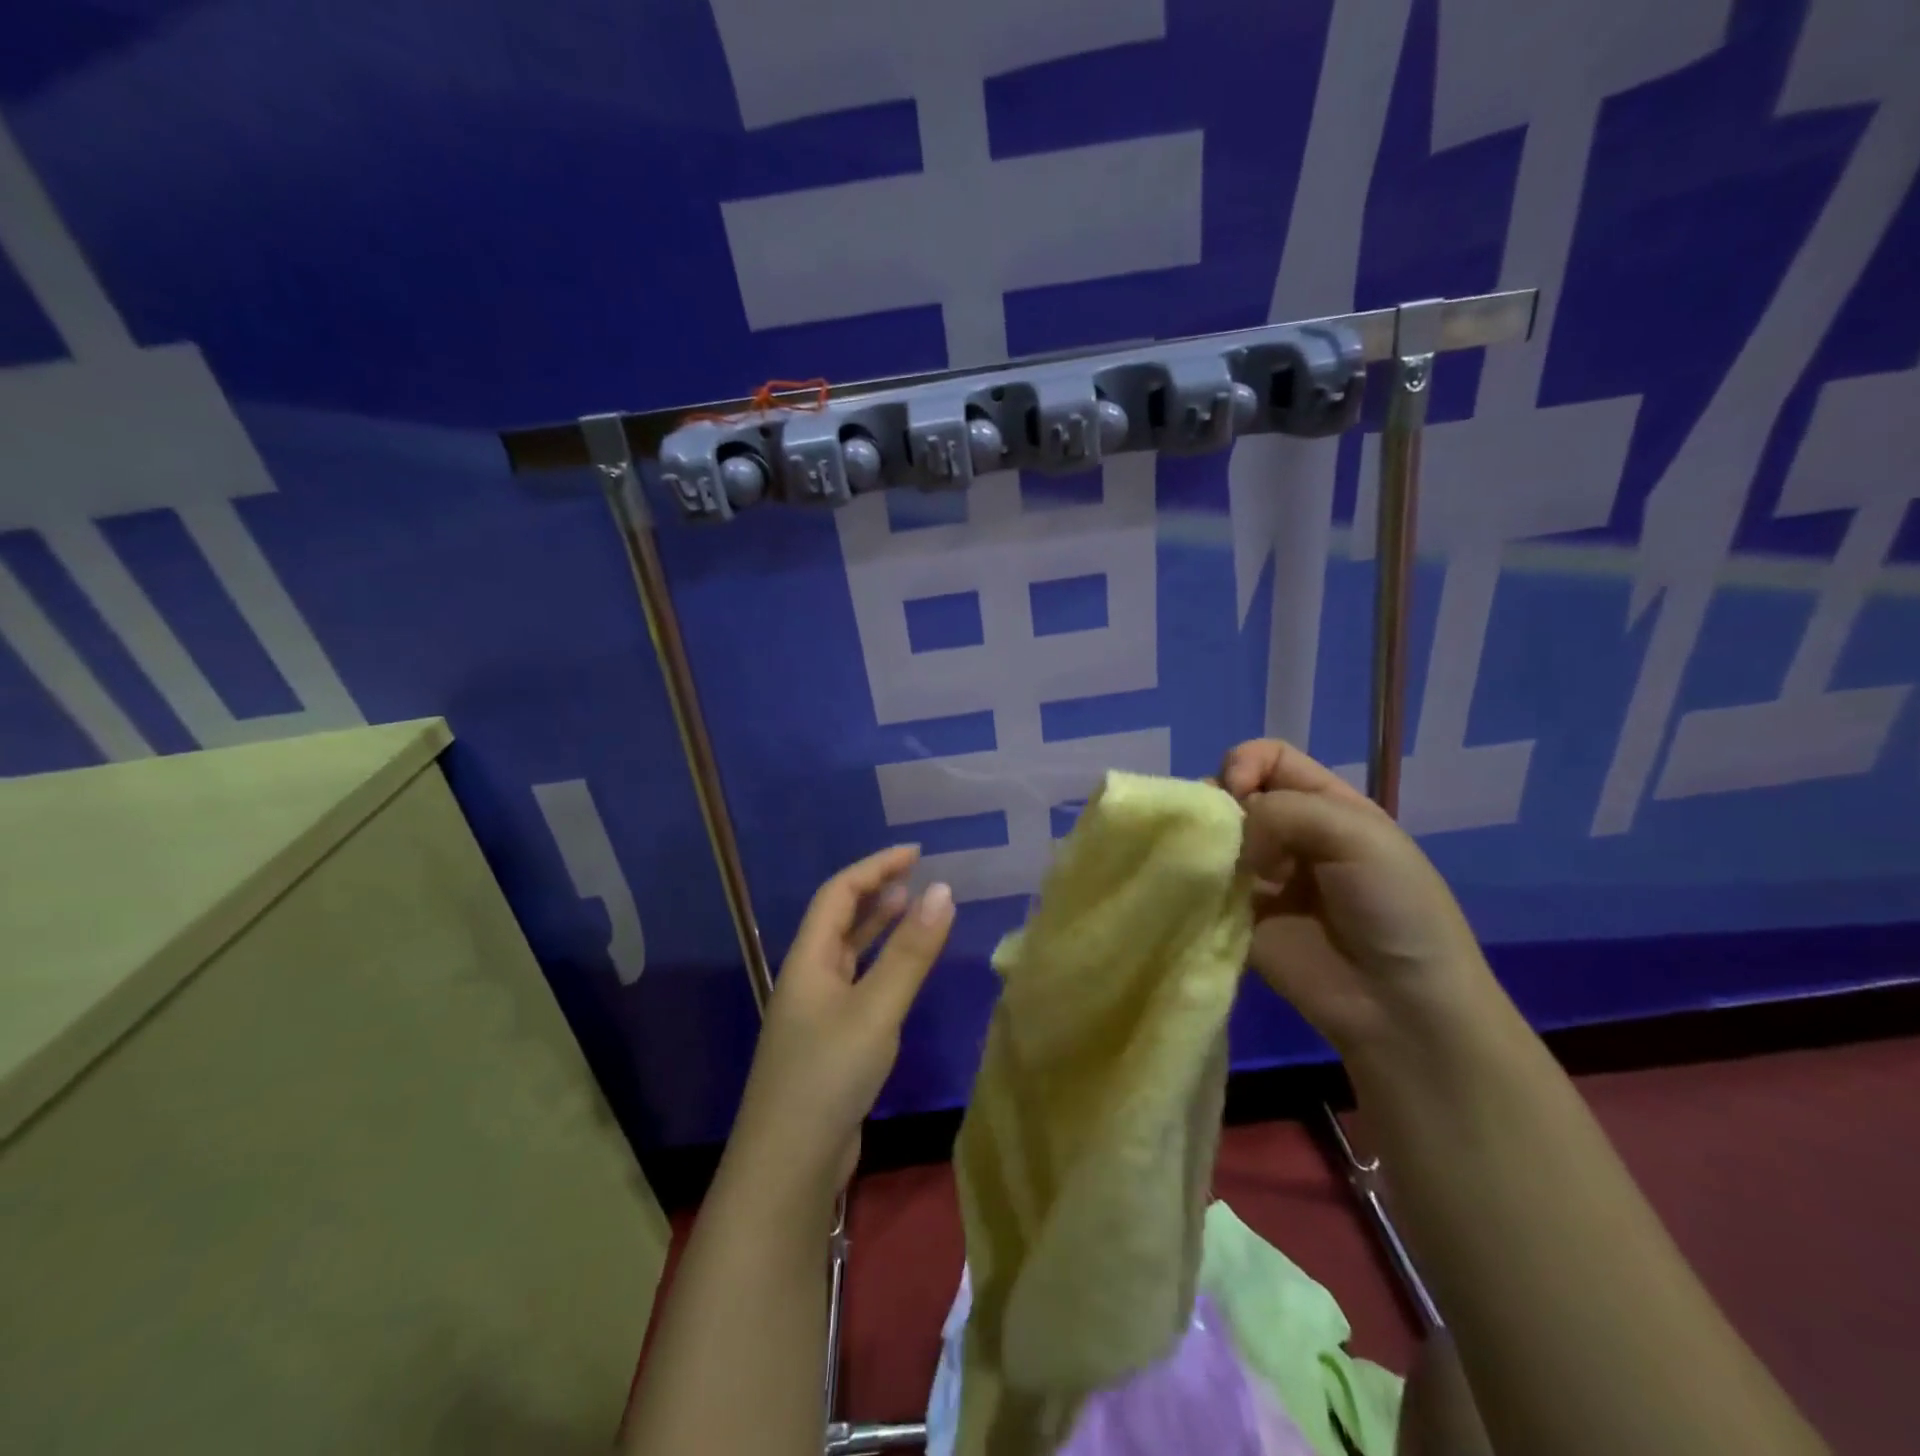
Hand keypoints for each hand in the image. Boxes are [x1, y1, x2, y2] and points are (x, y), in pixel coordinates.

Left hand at [729, 845, 954, 1201]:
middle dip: (877, 891)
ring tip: (914, 907)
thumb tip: (943, 890)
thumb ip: (910, 952)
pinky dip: (882, 964)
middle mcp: (808, 977)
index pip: (839, 893)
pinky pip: (858, 984)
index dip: (875, 867)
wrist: (789, 1164)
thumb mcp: (876, 1008)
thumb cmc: (828, 1074)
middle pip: (840, 918)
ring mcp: (817, 1011)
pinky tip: (904, 971)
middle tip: (918, 876)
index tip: (916, 854)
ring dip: (879, 926)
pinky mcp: (831, 1041)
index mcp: (808, 960)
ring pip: (850, 953)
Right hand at [1218, 739, 1497, 1058]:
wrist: (1399, 1004)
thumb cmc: (1392, 908)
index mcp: (1326, 805)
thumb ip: (1282, 811)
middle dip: (1220, 803)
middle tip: (1227, 836)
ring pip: (1214, 838)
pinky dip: (1195, 881)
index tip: (1239, 795)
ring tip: (1213, 866)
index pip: (1269, 758)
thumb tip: (1228, 830)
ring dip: (1205, 843)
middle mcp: (1290, 834)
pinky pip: (1204, 885)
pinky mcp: (1238, 916)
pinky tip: (1201, 891)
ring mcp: (1261, 877)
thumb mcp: (1356, 835)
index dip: (1245, 763)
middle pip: (1234, 793)